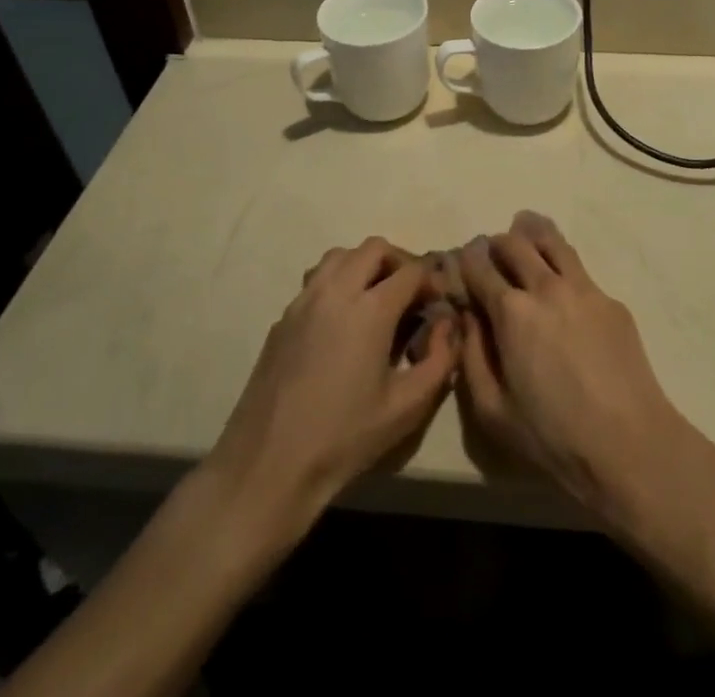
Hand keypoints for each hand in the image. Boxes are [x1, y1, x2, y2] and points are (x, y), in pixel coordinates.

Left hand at [204, 238, 457, 520]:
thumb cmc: (343, 438)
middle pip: (374, 248)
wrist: (267, 466)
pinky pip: (316, 280)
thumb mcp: (407, 408)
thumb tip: (447, 326)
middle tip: (412, 294)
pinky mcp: (282, 318)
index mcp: (370, 309)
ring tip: (377, 298)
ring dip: (365, 265)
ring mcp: (303, 301)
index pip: (411, 271)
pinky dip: (338, 283)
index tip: (440, 302)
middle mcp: (335, 292)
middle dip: (400, 262)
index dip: (432, 280)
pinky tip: (342, 322)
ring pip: (340, 256)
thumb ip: (440, 360)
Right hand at [456, 211, 686, 515]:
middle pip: (515, 243)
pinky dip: (561, 263)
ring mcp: (583, 288)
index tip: (462, 264)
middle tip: (492, 254)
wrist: (629, 444)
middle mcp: (546, 286)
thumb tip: (468, 317)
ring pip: (551, 241)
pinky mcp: (610, 299)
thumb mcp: (492, 410)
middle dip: (497, 244)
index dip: (466, 261)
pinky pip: (578, 268)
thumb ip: (472, 356)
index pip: (479, 267)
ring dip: (531, 233)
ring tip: (523, 230)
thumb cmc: (552, 436)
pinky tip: (561, 283)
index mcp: (511, 311)